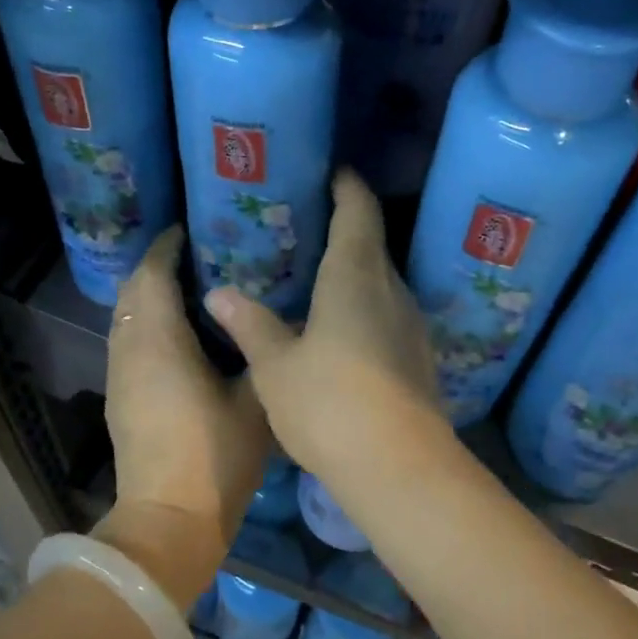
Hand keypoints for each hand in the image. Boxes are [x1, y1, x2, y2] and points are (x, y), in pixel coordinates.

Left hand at [95, 226, 270, 612]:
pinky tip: (181, 331)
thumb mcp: (253, 399)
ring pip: (125, 314)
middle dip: (158, 265)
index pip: (151, 273)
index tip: (192, 229)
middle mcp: (128, 348)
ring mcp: (118, 373)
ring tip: (193, 287)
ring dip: (150, 294)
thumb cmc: (215, 456)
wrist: (168, 520)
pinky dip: (147, 321)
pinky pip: (127, 338)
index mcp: (158, 340)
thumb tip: (260, 319)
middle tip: (200, 254)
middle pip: (132, 289)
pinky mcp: (119, 395)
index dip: (167, 245)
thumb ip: (256, 351)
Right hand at [203, 170, 449, 490]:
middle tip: (304, 227)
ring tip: (315, 275)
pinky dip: (362, 305)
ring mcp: (410, 324)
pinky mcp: (417, 356)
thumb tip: (220, 292)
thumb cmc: (329, 403)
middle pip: (371, 244)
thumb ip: (250, 324)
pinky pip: (386, 313)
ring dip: (353, 271)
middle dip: (344, 228)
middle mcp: (391, 289)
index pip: (358, 211)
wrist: (400, 467)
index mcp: (355, 276)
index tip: (331, 171)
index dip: (346, 186)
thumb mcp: (275, 366)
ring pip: (380, 281)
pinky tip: (338, 326)